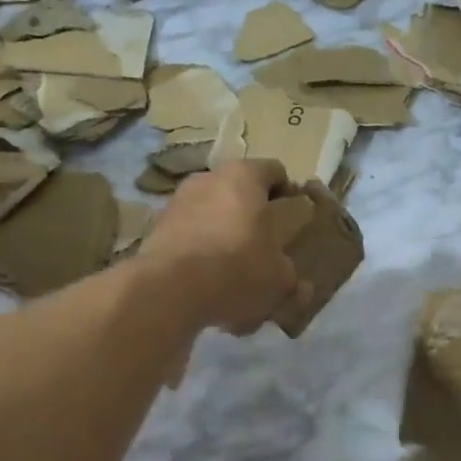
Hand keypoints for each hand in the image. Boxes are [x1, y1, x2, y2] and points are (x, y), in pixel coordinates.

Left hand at [141, 159, 303, 334]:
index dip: (287, 192)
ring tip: (232, 269)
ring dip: (224, 233)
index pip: (275, 171)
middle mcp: (209, 178)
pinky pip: (189, 234)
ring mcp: (178, 200)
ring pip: (212, 213)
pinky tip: (206, 281)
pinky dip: (200, 250)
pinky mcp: (157, 227)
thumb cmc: (237, 268)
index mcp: (244, 177)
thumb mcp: (278, 278)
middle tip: (264, 245)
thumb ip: (291, 277)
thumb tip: (303, 289)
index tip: (292, 217)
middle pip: (239, 191)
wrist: (170, 289)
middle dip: (252, 215)